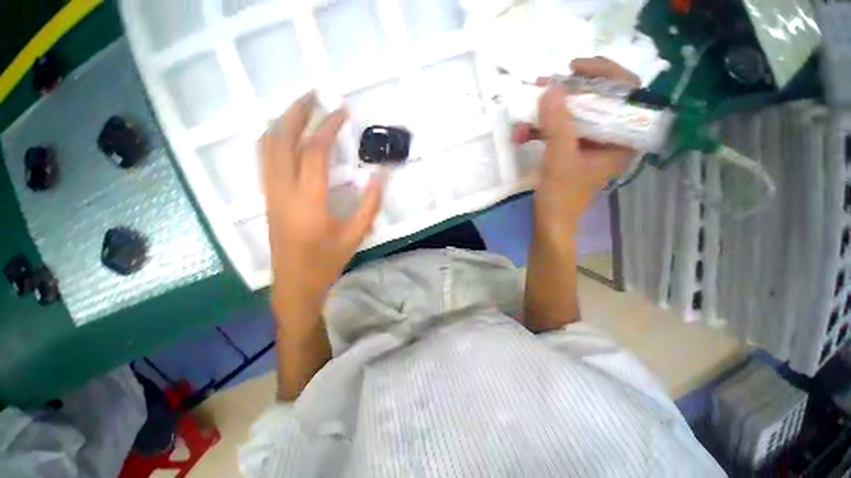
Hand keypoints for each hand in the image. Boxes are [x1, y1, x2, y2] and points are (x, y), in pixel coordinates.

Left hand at [261, 93, 384, 323]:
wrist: (294, 283)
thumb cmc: (327, 261)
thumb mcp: (356, 234)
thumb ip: (370, 203)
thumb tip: (381, 175)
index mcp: (308, 202)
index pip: (314, 152)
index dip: (329, 128)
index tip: (343, 114)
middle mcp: (282, 191)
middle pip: (281, 139)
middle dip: (297, 113)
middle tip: (314, 96)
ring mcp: (270, 193)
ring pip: (267, 146)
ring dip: (283, 122)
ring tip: (301, 109)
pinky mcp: (267, 198)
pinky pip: (264, 159)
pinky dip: (274, 139)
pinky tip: (287, 136)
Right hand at [516, 57, 639, 236]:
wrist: (550, 221)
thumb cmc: (561, 194)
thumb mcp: (559, 156)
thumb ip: (557, 122)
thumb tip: (550, 87)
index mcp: (622, 139)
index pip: (627, 92)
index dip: (604, 73)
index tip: (575, 67)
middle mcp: (611, 138)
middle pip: (597, 101)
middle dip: (567, 93)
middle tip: (544, 85)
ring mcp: (590, 145)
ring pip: (574, 116)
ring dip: (547, 115)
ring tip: (525, 117)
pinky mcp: (573, 152)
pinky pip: (561, 131)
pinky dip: (542, 130)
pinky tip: (523, 135)